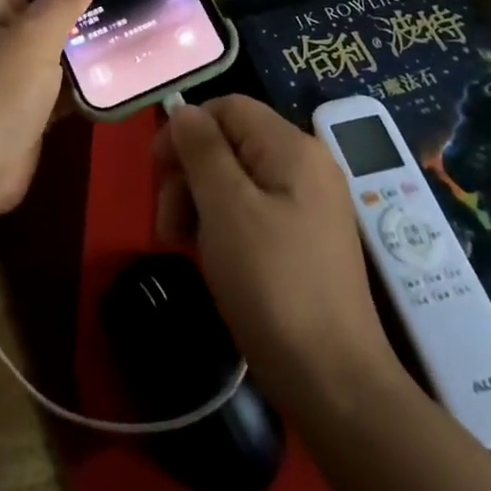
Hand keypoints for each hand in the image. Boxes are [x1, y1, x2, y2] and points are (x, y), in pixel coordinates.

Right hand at [155, 94, 403, 416]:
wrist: (333, 382)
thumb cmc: (272, 284)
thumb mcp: (226, 208)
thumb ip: (202, 150)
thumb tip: (184, 111)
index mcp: (292, 148)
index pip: (228, 107)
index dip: (187, 129)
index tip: (157, 171)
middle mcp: (305, 165)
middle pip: (229, 142)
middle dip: (189, 173)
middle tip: (167, 222)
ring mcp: (308, 203)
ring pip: (236, 177)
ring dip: (199, 201)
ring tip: (179, 243)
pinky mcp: (304, 238)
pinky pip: (252, 208)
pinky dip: (222, 223)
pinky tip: (209, 254)